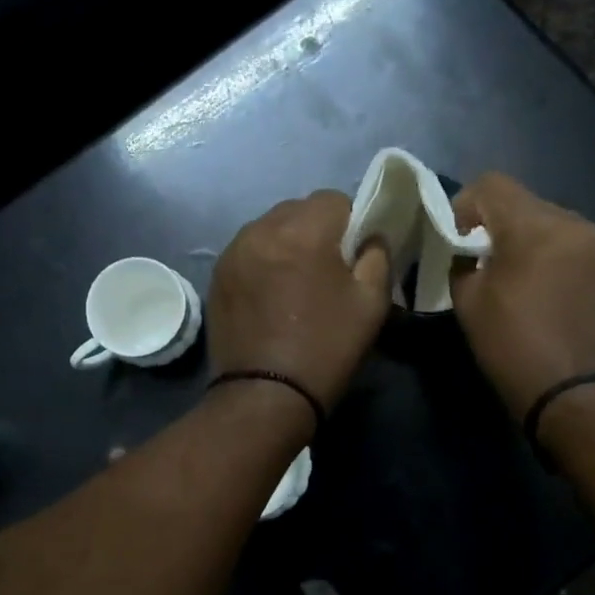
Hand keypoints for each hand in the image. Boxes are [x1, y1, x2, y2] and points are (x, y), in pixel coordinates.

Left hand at [210, 191, 391, 409]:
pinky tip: (270, 294)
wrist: (265, 395)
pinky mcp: (217, 274)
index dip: (350, 221)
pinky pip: (249, 249)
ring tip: (295, 281)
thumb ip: (377, 256)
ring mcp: (233, 251)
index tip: (353, 253)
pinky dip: (264, 259)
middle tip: (326, 268)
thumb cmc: (326, 347)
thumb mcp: (371, 303)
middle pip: (298, 209)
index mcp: (303, 231)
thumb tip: (369, 236)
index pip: (333, 198)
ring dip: (287, 242)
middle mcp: (262, 229)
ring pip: (270, 227)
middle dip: (316, 228)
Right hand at [449, 173, 594, 417]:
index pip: (492, 184)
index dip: (466, 204)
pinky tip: (561, 300)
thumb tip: (468, 256)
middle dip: (503, 227)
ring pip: (561, 228)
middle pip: (529, 205)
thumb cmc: (516, 349)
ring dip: (538, 245)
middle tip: (489, 264)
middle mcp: (578, 225)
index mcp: (534, 226)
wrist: (585, 399)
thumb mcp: (469, 305)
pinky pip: (586, 254)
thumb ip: (462, 265)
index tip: (458, 238)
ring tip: (528, 283)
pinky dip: (567, 264)